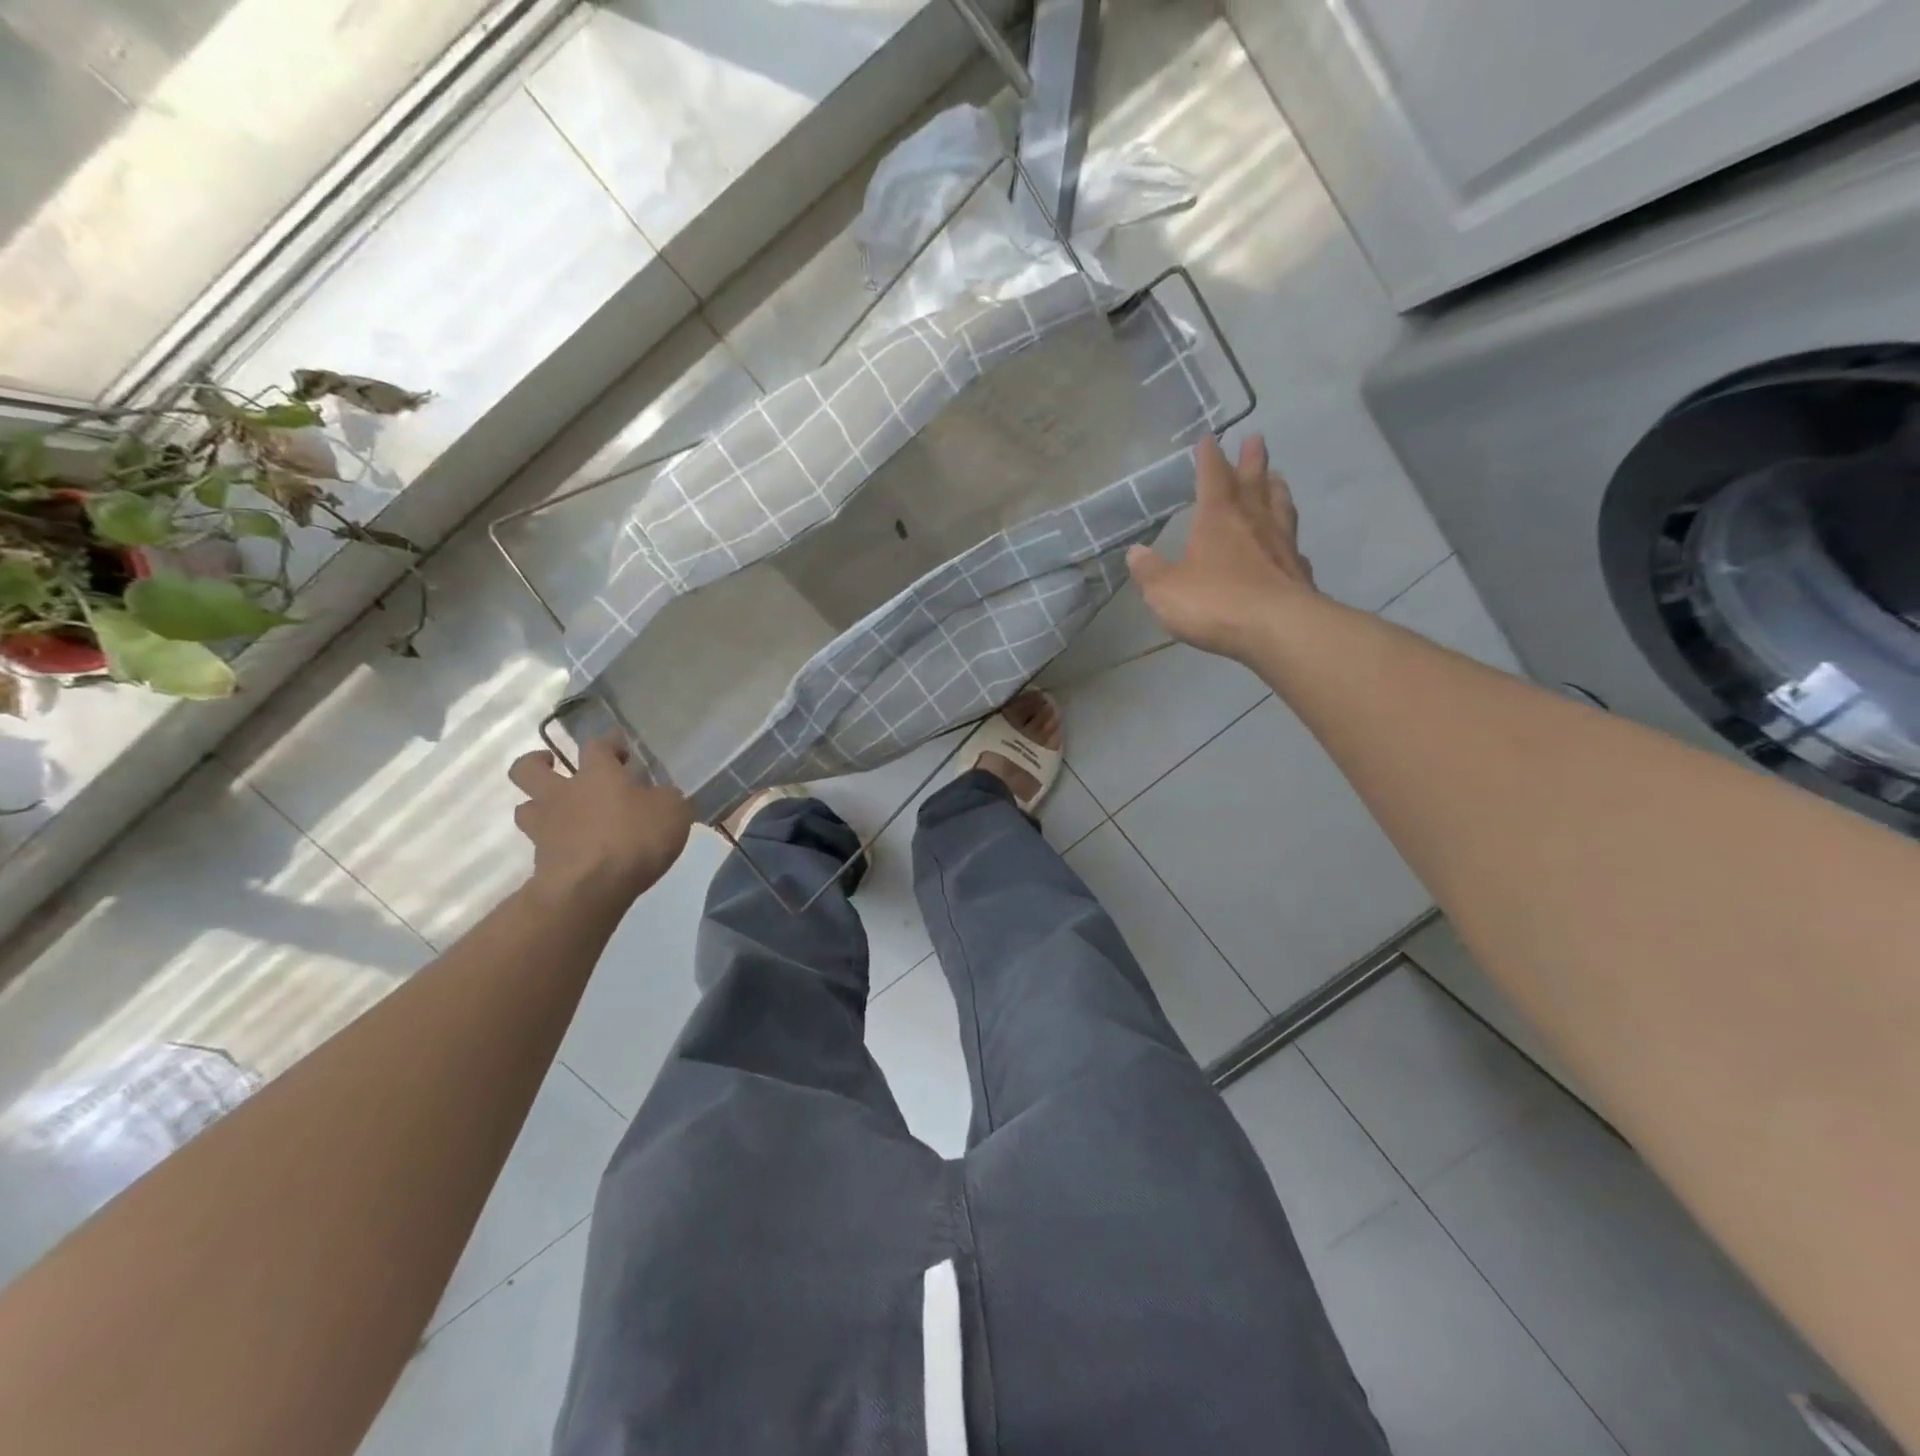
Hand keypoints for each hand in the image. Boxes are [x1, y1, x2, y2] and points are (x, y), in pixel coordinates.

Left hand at [509, 737, 692, 908]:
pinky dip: (554, 845)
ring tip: (561, 815)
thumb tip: (661, 795)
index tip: (621, 749)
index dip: (609, 744)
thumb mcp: (673, 812)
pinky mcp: (540, 860)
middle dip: (537, 763)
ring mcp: (545, 827)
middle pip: (528, 768)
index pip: (597, 745)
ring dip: (539, 807)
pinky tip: (574, 851)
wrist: (591, 888)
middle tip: (555, 767)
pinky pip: (541, 845)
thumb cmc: (635, 838)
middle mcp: (563, 793)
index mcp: (597, 773)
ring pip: (526, 807)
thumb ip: (666, 799)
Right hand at [1128, 434, 1316, 662]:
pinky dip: (1289, 537)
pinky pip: (1293, 545)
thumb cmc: (1214, 603)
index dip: (1209, 457)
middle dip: (1252, 460)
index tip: (1209, 438)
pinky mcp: (1299, 571)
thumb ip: (1149, 571)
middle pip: (1254, 482)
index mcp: (1217, 519)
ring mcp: (1281, 545)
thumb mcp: (1165, 591)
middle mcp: (1253, 522)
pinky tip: (1289, 543)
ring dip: (1276, 489)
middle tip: (1256, 438)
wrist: (1277, 629)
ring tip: (1275, 478)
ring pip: (1280, 506)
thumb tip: (1135, 553)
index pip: (1212, 477)